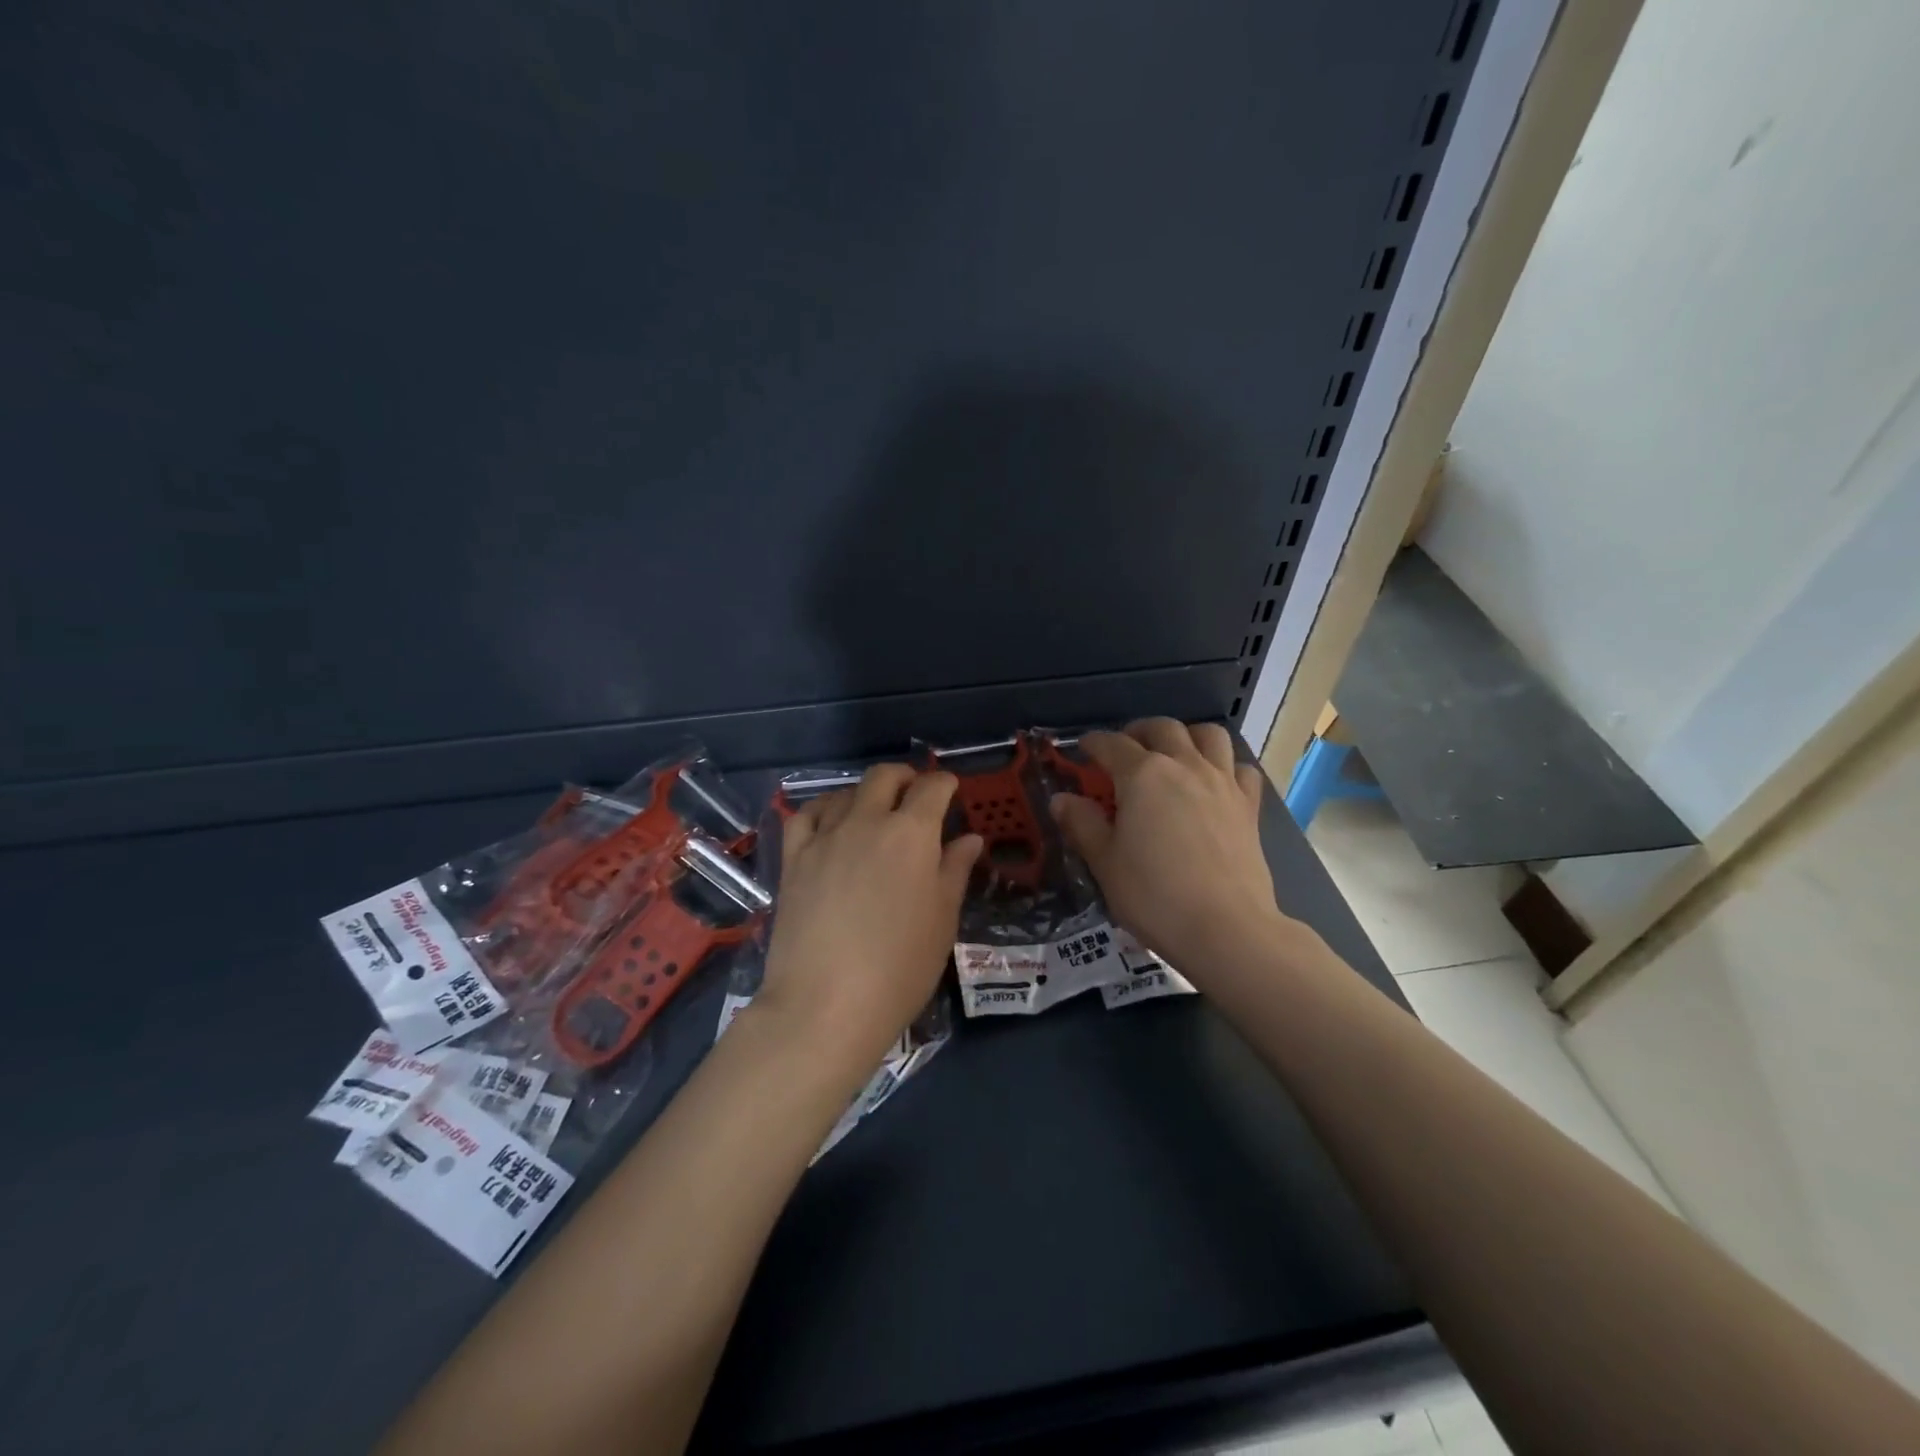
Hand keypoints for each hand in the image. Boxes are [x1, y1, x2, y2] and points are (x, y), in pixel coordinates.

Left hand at [755, 764, 981, 1071]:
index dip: (945, 783)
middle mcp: (866, 822)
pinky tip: (830, 822)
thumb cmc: (900, 967)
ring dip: (865, 793)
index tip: (950, 791)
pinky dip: (823, 809)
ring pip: (844, 792)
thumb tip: (969, 838)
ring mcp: (824, 838)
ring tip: (873, 812)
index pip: (932, 788)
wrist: (825, 1004)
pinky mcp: (793, 859)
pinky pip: (805, 816)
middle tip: (915, 794)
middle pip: (884, 777)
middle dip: (905, 776)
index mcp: (912, 834)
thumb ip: (955, 870)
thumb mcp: (942, 919)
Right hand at [1050, 719, 1291, 976]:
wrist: (1225, 928)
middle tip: (1125, 750)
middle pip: (1162, 728)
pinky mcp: (1249, 807)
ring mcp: (1222, 783)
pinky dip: (1225, 766)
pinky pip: (1240, 769)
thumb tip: (1061, 800)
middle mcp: (1184, 766)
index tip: (1083, 750)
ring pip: (1208, 735)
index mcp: (1142, 775)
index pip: (1111, 744)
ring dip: (1186, 736)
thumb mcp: (1104, 862)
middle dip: (1138, 731)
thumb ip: (1082, 824)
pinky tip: (1215, 784)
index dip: (1093, 743)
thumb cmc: (1154, 895)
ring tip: (1173, 754)